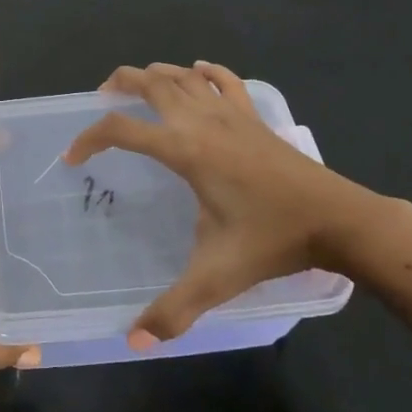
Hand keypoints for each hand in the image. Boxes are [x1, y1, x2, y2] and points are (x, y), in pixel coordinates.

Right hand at [64, 61, 395, 347]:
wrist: (337, 219)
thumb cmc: (272, 241)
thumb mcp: (217, 276)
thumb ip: (174, 309)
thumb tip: (134, 341)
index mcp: (185, 150)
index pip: (122, 129)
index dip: (89, 138)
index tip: (73, 157)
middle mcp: (202, 121)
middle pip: (151, 82)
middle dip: (120, 83)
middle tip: (101, 97)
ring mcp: (231, 114)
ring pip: (184, 76)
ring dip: (156, 73)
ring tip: (139, 85)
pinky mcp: (255, 117)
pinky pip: (225, 80)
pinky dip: (207, 71)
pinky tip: (199, 71)